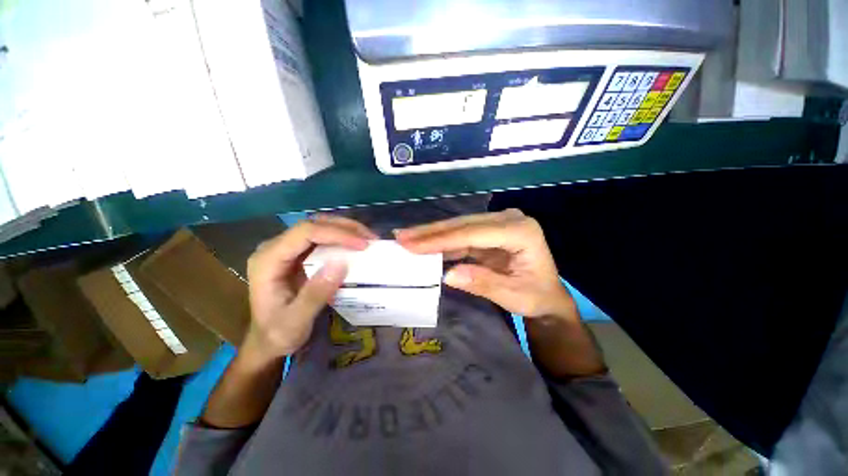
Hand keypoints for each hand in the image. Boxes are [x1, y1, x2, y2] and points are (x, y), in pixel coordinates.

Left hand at [244, 215, 376, 361]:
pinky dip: (342, 237)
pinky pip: (322, 237)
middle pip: (313, 224)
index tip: (362, 244)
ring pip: (319, 226)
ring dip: (345, 229)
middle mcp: (275, 248)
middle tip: (370, 238)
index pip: (305, 233)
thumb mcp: (296, 322)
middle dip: (345, 228)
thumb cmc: (278, 334)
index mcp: (268, 260)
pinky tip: (356, 244)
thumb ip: (315, 294)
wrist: (267, 342)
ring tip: (368, 239)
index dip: (336, 234)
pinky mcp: (297, 254)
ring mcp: (286, 250)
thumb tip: (341, 264)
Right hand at [395, 209, 577, 320]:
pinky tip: (424, 243)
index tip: (413, 245)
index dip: (442, 240)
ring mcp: (498, 223)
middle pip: (464, 224)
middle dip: (431, 232)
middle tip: (401, 236)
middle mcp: (509, 220)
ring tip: (406, 237)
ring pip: (459, 227)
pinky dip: (442, 241)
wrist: (547, 296)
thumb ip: (483, 283)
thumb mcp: (514, 296)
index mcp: (521, 232)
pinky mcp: (489, 231)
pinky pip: (461, 235)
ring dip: (432, 234)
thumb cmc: (536, 297)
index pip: (473, 233)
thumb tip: (448, 274)